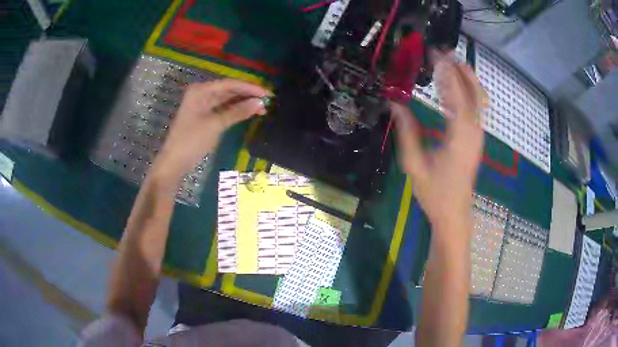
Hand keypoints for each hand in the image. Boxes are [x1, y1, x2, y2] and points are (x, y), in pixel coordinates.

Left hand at [152, 79, 270, 179]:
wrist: (174, 162)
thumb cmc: (191, 140)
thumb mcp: (215, 124)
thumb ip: (238, 111)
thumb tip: (259, 102)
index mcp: (201, 90)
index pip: (229, 84)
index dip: (249, 88)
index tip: (267, 94)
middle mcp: (202, 93)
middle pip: (229, 90)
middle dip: (247, 95)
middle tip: (268, 101)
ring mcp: (203, 105)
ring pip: (227, 100)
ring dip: (243, 103)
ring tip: (262, 108)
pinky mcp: (204, 116)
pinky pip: (223, 109)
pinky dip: (235, 111)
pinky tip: (248, 113)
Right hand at [392, 58, 485, 227]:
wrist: (454, 214)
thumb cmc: (435, 193)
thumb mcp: (414, 164)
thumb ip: (406, 132)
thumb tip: (395, 104)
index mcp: (460, 135)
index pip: (457, 94)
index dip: (447, 71)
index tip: (435, 54)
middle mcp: (474, 131)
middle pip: (475, 92)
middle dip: (462, 69)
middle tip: (446, 53)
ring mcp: (477, 136)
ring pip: (477, 100)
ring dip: (464, 79)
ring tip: (448, 64)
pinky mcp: (475, 140)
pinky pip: (473, 110)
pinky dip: (463, 94)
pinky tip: (449, 90)